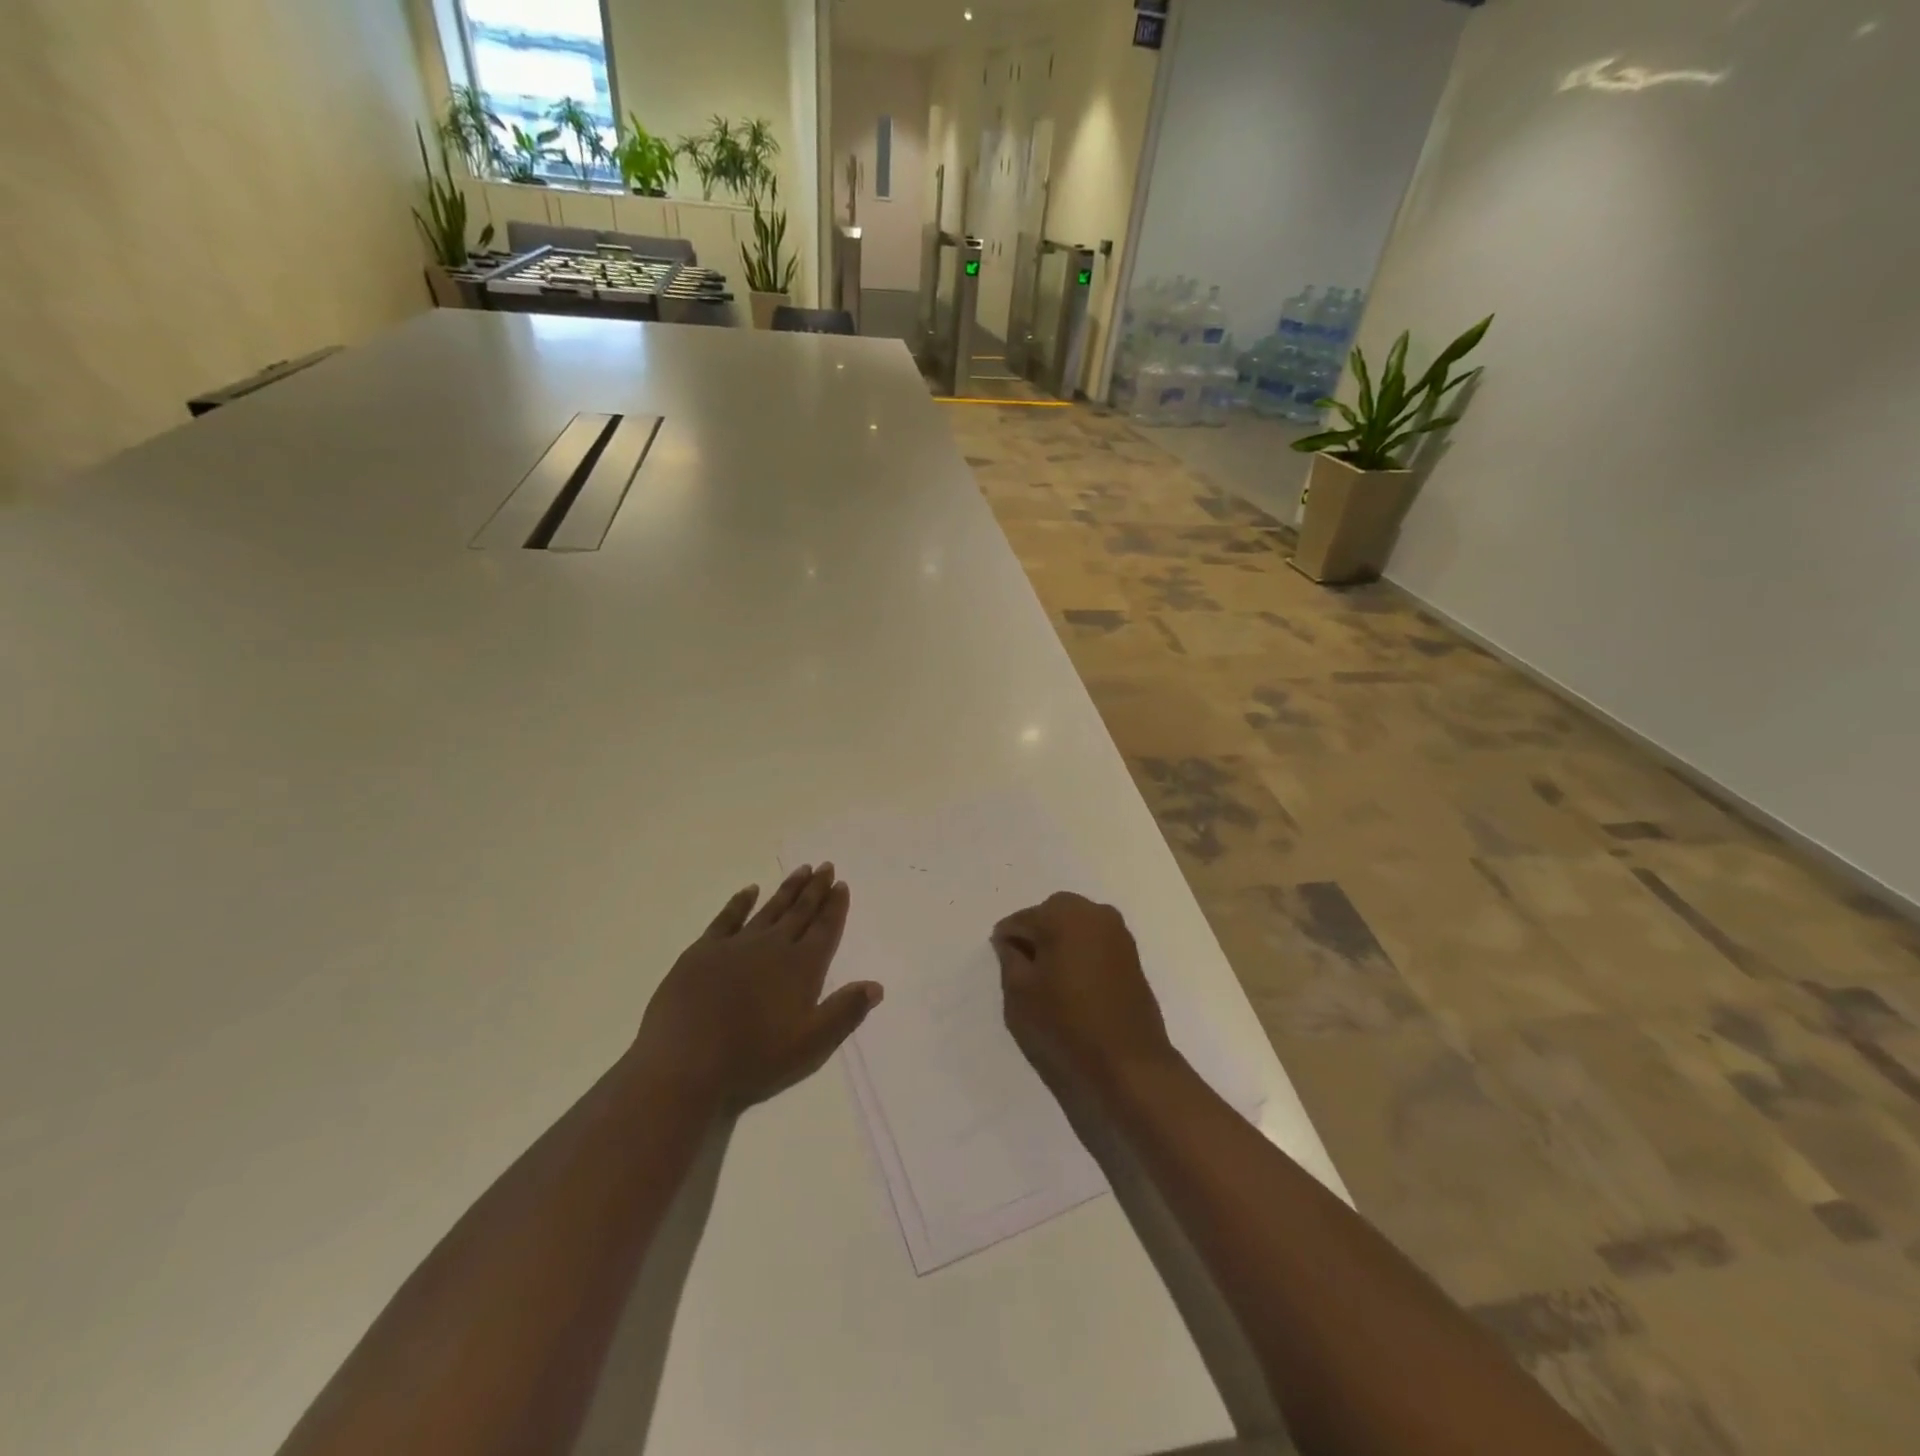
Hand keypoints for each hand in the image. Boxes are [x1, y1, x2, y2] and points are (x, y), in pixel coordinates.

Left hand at [632, 864, 882, 1111]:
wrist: (685, 1064)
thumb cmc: (753, 1059)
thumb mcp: (811, 1045)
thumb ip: (845, 1012)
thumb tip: (876, 985)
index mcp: (801, 968)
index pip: (824, 930)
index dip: (835, 907)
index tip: (841, 884)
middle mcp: (773, 947)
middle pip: (800, 912)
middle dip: (815, 889)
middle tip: (826, 866)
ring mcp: (736, 945)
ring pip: (769, 909)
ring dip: (787, 889)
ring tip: (801, 870)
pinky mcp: (703, 951)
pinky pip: (727, 918)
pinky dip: (740, 902)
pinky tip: (749, 890)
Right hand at [992, 892, 1176, 1093]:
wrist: (1129, 1064)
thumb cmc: (1066, 1025)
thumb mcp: (1020, 994)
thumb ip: (1009, 959)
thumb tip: (1010, 942)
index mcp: (1063, 915)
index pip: (1021, 919)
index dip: (1007, 942)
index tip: (1004, 967)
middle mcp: (1094, 913)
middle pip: (1051, 913)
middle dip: (1036, 934)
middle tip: (1025, 971)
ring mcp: (1118, 932)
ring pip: (1076, 924)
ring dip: (1060, 942)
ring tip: (1050, 979)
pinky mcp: (1131, 954)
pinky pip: (1095, 940)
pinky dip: (1080, 952)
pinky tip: (1073, 982)